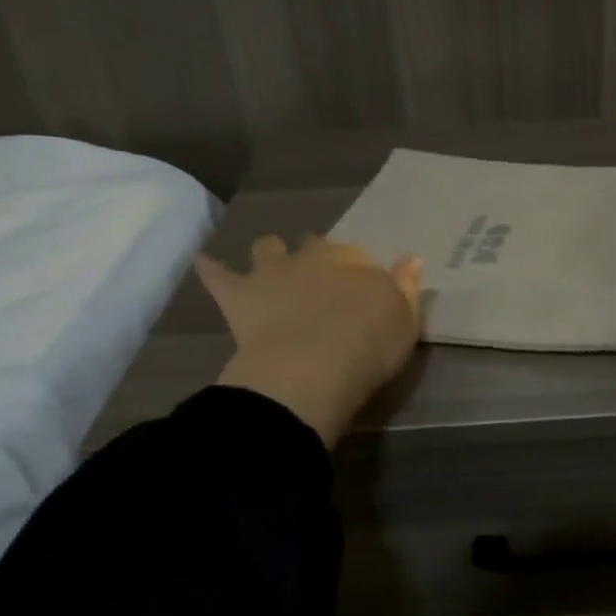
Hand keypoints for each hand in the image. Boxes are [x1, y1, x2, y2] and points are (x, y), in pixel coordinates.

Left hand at [196, 237, 423, 446]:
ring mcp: (273, 272)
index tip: (361, 290)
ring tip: (271, 266)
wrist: (312, 368)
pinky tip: (204, 261)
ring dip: (271, 253)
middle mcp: (314, 257)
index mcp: (355, 262)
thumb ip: (407, 287)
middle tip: (320, 279)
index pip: (358, 256)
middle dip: (316, 256)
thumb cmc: (368, 347)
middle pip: (315, 246)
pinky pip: (217, 274)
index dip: (359, 271)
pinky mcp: (239, 295)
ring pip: (269, 248)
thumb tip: (412, 258)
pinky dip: (211, 268)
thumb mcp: (406, 321)